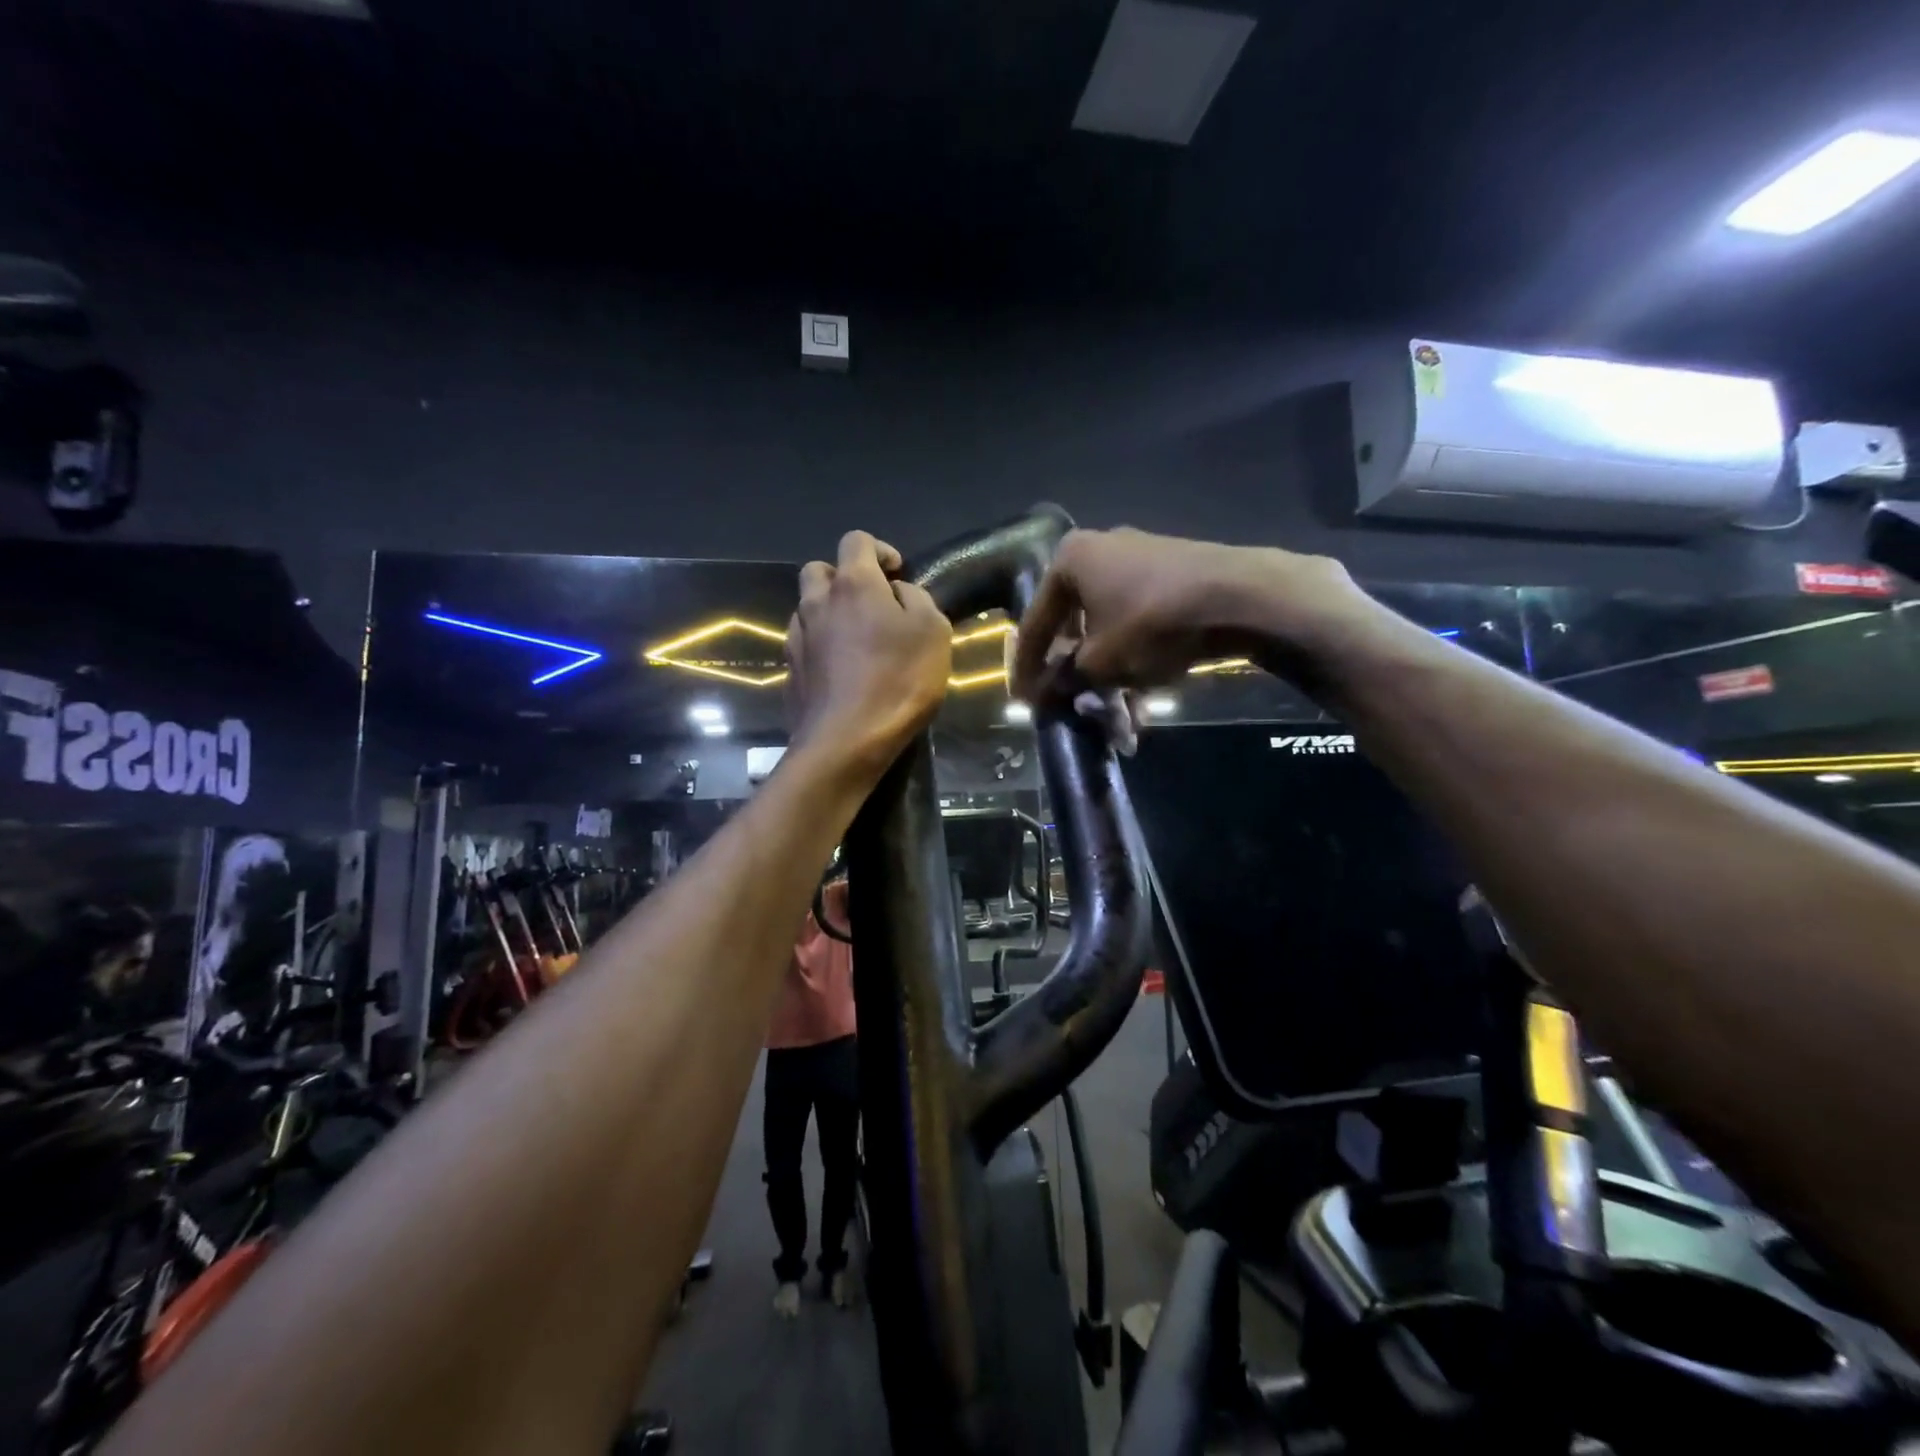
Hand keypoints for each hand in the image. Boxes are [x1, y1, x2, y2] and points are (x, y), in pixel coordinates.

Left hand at [786, 531, 952, 776]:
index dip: (879, 549)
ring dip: (830, 612)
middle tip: (871, 603)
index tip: (897, 574)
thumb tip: (898, 592)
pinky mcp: (790, 670)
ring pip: (807, 607)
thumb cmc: (898, 680)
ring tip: (856, 639)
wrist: (847, 740)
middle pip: (820, 570)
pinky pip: (804, 642)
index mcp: (853, 585)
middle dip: (844, 577)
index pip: (856, 540)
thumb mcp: (933, 632)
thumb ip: (917, 599)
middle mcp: (817, 602)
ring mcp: (798, 637)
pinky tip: (841, 668)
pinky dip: (820, 644)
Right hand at [1011, 527, 1368, 697]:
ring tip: (1123, 719)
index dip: (1028, 668)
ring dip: (1113, 677)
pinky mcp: (1175, 575)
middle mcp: (1101, 551)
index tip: (1024, 700)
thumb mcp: (1099, 663)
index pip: (1036, 622)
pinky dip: (1138, 660)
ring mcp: (1141, 561)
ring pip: (1113, 630)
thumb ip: (1064, 679)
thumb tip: (1044, 695)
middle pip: (1076, 627)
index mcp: (1070, 560)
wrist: (1240, 596)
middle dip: (1078, 677)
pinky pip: (1141, 624)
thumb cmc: (1151, 624)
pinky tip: (1147, 699)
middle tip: (1074, 707)